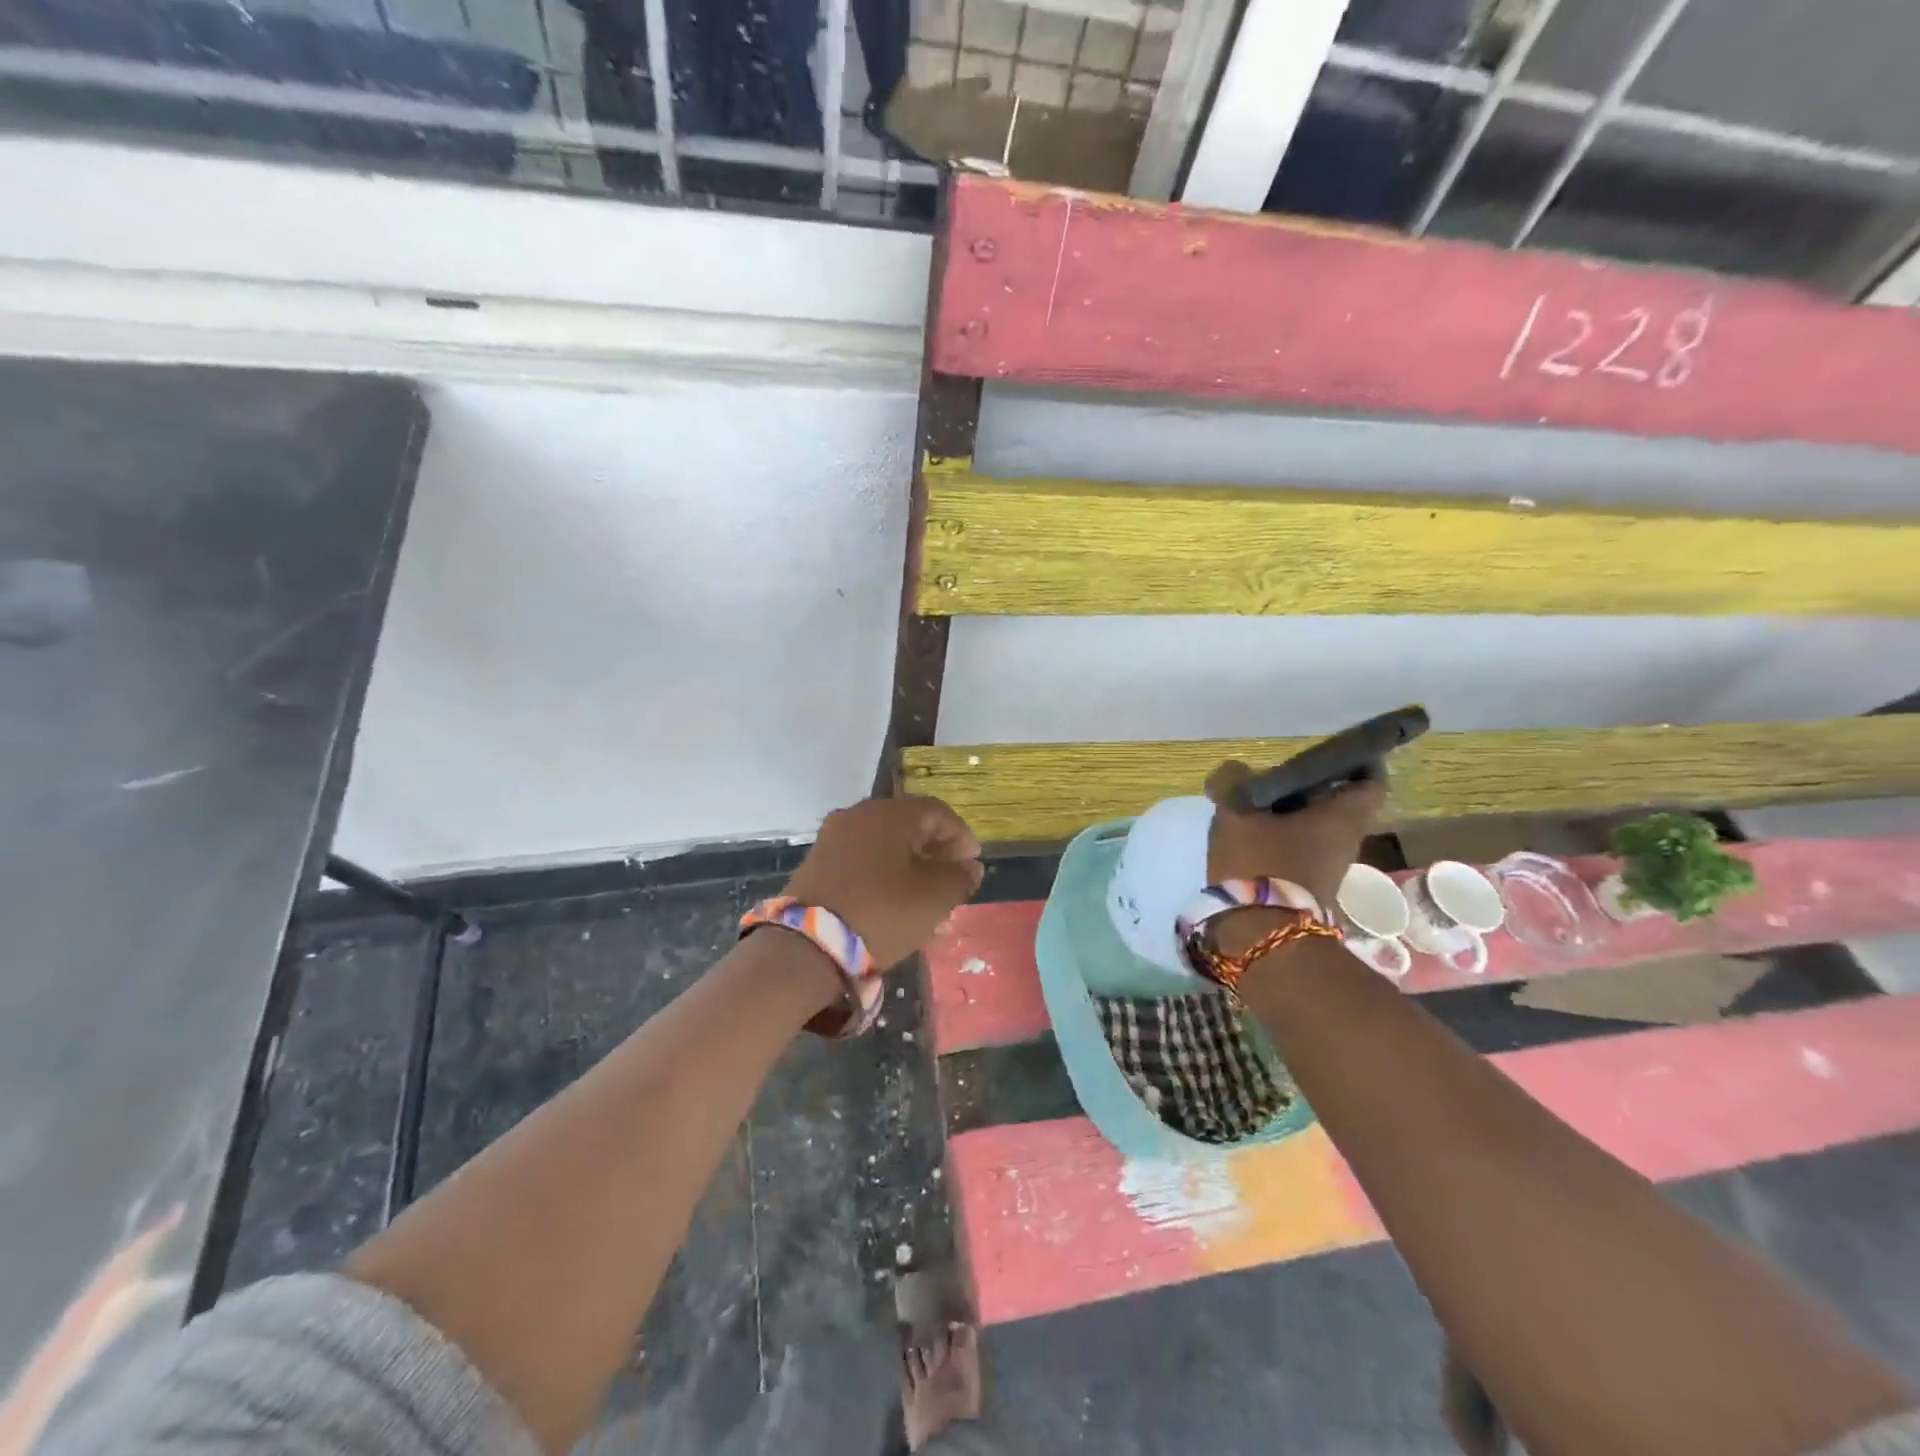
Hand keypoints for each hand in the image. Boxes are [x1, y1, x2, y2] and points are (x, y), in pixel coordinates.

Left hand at [784, 796, 984, 968]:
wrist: (807, 947)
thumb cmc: (881, 913)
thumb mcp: (934, 898)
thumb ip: (959, 877)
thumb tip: (968, 867)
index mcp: (888, 814)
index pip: (936, 811)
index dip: (961, 835)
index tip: (973, 862)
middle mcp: (857, 816)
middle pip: (908, 826)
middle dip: (935, 853)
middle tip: (952, 881)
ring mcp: (832, 839)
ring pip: (884, 847)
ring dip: (911, 869)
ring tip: (928, 903)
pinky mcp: (816, 865)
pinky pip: (862, 862)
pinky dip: (884, 877)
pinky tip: (896, 907)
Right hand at [1205, 761, 1385, 909]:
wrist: (1260, 933)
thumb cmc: (1259, 862)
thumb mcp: (1236, 812)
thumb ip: (1233, 782)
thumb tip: (1235, 773)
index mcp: (1342, 817)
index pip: (1370, 782)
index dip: (1357, 764)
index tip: (1329, 756)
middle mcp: (1348, 841)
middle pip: (1340, 805)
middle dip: (1314, 790)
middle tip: (1279, 779)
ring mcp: (1331, 869)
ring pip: (1320, 829)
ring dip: (1296, 816)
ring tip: (1258, 806)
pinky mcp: (1312, 888)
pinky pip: (1304, 851)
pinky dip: (1286, 839)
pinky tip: (1254, 836)